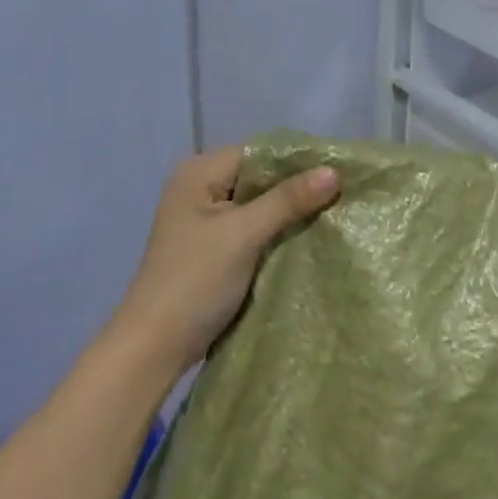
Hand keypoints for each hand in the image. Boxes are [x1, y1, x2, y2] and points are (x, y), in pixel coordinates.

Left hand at [108, 147, 339, 379]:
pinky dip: (276, 232)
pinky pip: (252, 227)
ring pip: (258, 204)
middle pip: (259, 176)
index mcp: (199, 172)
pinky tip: (306, 238)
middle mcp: (200, 187)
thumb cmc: (195, 281)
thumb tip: (334, 171)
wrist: (154, 347)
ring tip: (333, 214)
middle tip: (343, 194)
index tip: (340, 171)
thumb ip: (288, 200)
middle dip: (297, 187)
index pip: (258, 152)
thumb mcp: (243, 235)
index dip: (297, 160)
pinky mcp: (213, 247)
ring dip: (289, 212)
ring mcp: (205, 219)